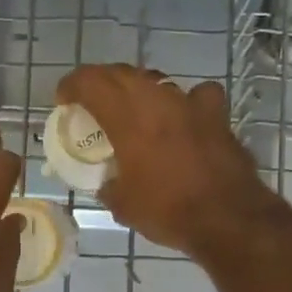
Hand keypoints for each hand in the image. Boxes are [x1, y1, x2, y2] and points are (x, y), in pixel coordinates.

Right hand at [54, 64, 272, 256]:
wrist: (227, 217)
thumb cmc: (167, 210)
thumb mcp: (122, 204)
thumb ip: (108, 185)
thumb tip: (106, 182)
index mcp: (126, 117)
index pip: (91, 82)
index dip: (72, 85)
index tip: (64, 99)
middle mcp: (156, 99)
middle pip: (121, 73)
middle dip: (101, 82)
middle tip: (91, 101)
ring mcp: (189, 103)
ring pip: (156, 80)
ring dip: (138, 89)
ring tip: (132, 109)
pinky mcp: (216, 115)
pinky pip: (196, 95)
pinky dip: (184, 101)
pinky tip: (183, 116)